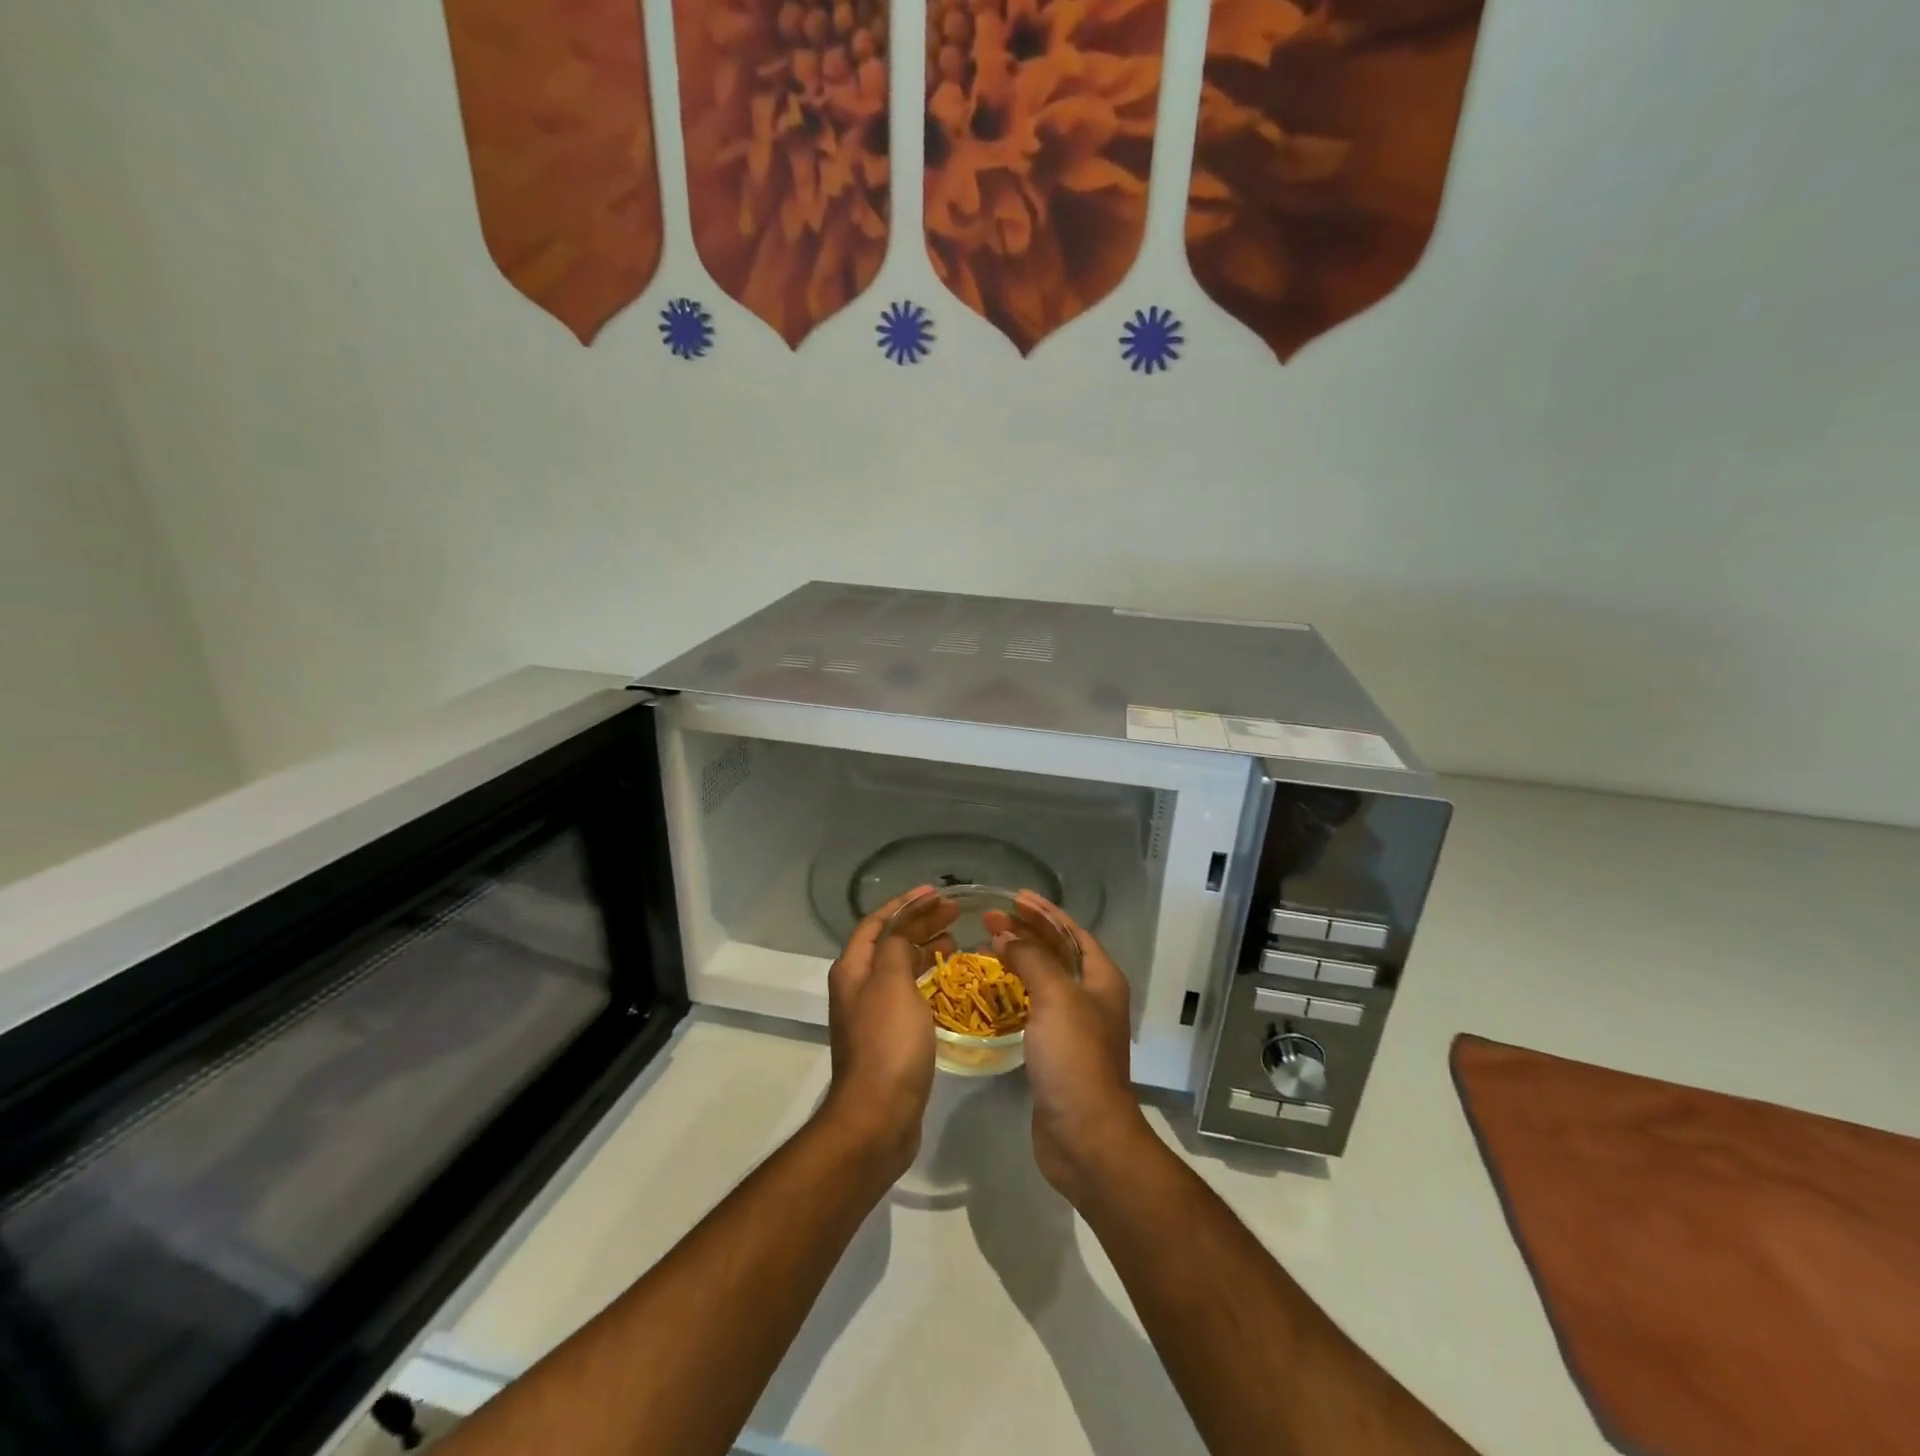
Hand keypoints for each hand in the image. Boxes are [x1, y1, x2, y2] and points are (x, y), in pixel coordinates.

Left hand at [820, 886, 954, 1176]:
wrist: (878, 1116)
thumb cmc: (887, 1043)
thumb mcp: (892, 983)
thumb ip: (897, 946)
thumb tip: (904, 927)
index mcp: (853, 969)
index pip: (877, 922)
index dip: (905, 904)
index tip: (937, 893)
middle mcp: (857, 986)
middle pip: (888, 942)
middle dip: (919, 923)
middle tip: (955, 913)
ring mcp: (872, 1013)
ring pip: (899, 967)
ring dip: (923, 948)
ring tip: (955, 941)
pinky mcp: (889, 1037)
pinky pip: (908, 992)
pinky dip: (926, 977)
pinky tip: (947, 981)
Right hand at [987, 894, 1153, 1200]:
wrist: (1084, 1136)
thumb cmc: (1075, 1058)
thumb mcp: (1056, 997)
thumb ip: (1032, 959)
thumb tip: (1006, 936)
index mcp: (1102, 979)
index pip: (1072, 932)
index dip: (1044, 912)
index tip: (1014, 897)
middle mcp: (1092, 997)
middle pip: (1058, 953)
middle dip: (1027, 933)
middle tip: (990, 920)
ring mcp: (1075, 1026)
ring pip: (1045, 980)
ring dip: (1020, 960)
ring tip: (987, 948)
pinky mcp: (1056, 1051)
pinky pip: (1034, 1007)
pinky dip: (1015, 991)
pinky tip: (993, 991)